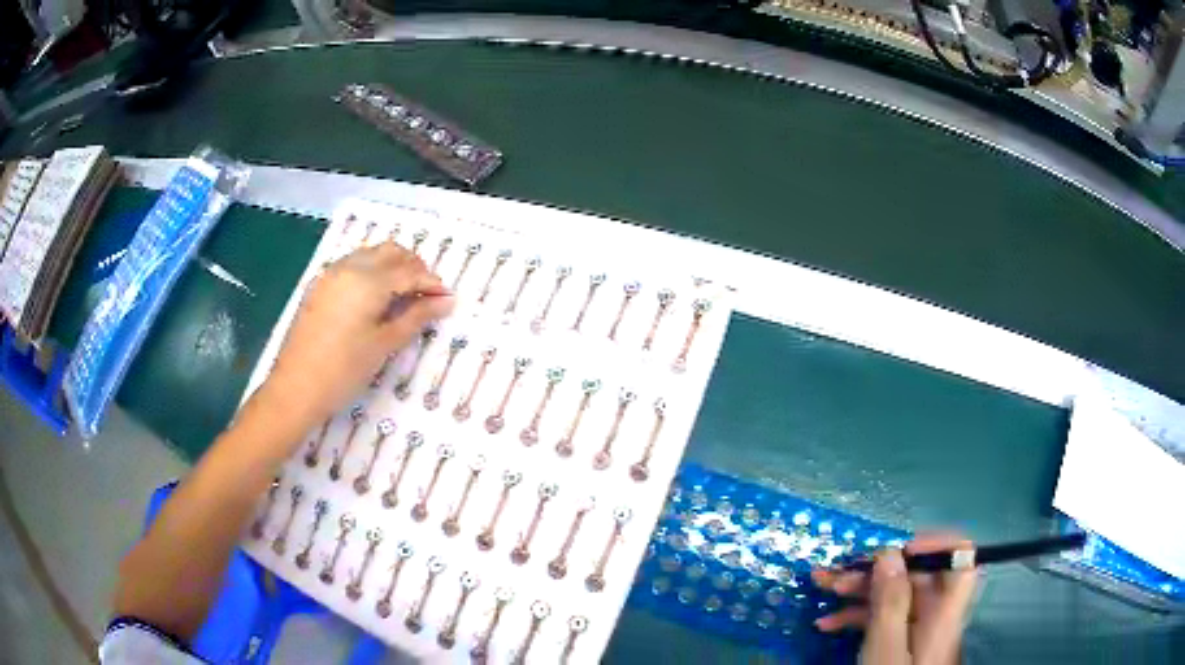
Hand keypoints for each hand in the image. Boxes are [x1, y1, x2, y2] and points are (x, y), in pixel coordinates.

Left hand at [252, 242, 453, 439]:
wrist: (296, 387)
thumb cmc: (344, 370)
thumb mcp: (384, 344)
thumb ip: (416, 317)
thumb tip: (446, 301)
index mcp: (368, 280)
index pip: (409, 271)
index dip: (431, 283)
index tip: (447, 299)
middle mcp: (349, 267)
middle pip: (390, 252)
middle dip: (413, 267)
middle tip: (427, 295)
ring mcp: (331, 274)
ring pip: (370, 255)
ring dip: (392, 266)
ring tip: (404, 296)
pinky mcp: (320, 286)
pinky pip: (352, 265)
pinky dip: (371, 272)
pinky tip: (376, 298)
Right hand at [812, 534, 977, 664]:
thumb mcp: (885, 650)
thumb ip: (891, 604)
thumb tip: (889, 553)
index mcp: (944, 612)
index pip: (960, 559)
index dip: (936, 545)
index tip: (897, 551)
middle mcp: (935, 614)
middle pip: (916, 577)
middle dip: (875, 571)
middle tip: (837, 572)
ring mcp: (916, 629)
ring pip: (894, 596)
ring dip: (858, 591)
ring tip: (823, 588)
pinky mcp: (900, 642)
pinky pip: (883, 619)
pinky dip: (857, 616)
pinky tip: (828, 623)